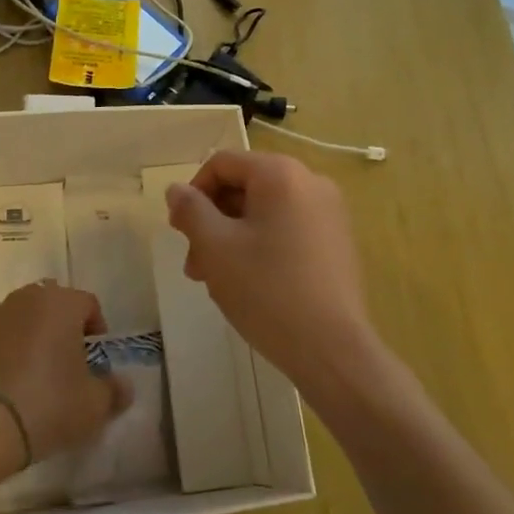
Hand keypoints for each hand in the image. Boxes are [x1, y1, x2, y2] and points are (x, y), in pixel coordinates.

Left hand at [0, 283, 131, 466]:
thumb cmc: (48, 406)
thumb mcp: (94, 406)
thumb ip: (114, 391)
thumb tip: (122, 386)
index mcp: (60, 304)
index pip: (88, 303)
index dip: (96, 329)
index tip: (95, 361)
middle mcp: (25, 299)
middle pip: (51, 304)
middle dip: (61, 327)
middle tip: (66, 364)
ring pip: (20, 318)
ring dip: (30, 336)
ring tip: (33, 375)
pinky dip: (2, 351)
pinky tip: (5, 384)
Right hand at [164, 150, 383, 397]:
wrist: (331, 349)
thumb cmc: (266, 289)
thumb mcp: (215, 246)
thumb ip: (191, 210)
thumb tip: (176, 189)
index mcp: (281, 174)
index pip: (222, 163)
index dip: (193, 192)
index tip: (179, 231)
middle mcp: (310, 182)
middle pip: (244, 187)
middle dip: (212, 221)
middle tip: (194, 264)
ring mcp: (329, 213)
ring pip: (264, 212)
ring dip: (231, 238)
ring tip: (215, 280)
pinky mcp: (337, 242)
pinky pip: (287, 229)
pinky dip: (260, 246)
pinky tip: (248, 284)